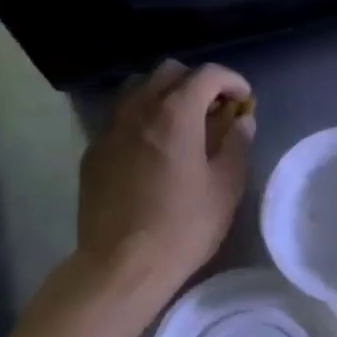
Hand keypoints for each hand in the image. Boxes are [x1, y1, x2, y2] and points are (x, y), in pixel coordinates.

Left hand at [74, 61, 254, 307]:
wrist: (121, 264)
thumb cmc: (183, 228)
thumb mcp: (225, 188)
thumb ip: (236, 145)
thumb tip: (241, 121)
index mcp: (174, 114)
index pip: (206, 75)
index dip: (231, 81)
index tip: (243, 100)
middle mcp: (137, 110)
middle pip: (168, 72)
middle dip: (196, 83)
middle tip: (214, 110)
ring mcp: (110, 129)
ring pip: (137, 90)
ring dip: (164, 95)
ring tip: (181, 125)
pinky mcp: (93, 152)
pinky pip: (120, 119)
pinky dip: (141, 119)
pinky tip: (152, 150)